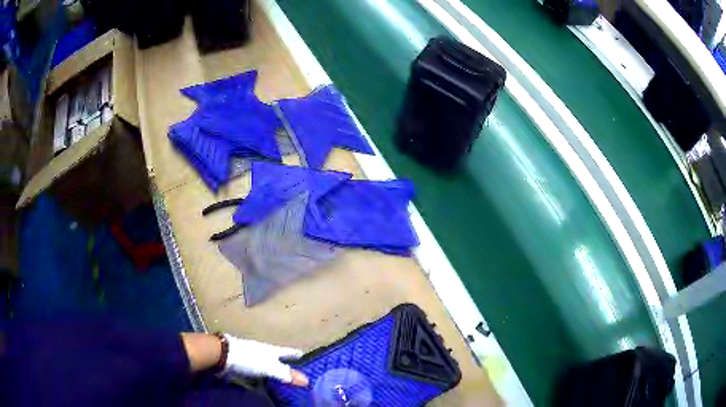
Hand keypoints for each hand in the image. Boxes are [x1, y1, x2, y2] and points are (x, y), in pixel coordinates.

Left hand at [223, 334, 308, 386]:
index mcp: (271, 350)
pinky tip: (260, 385)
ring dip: (270, 372)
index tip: (302, 354)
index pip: (286, 351)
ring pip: (264, 364)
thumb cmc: (249, 359)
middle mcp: (262, 351)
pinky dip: (259, 378)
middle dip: (283, 364)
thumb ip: (286, 374)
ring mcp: (250, 357)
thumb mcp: (270, 368)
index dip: (294, 354)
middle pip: (275, 358)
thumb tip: (307, 381)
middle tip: (292, 372)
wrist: (222, 355)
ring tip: (277, 382)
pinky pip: (254, 372)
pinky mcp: (241, 364)